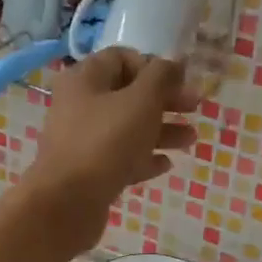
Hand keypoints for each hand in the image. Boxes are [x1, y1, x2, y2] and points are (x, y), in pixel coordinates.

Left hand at [21, 49, 198, 250]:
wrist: (67, 203)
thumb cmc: (106, 142)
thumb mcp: (141, 101)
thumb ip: (161, 77)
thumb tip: (174, 63)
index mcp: (84, 79)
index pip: (121, 58)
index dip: (153, 66)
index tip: (180, 81)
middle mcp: (79, 105)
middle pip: (127, 94)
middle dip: (164, 100)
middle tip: (194, 108)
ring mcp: (81, 140)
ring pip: (127, 128)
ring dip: (161, 130)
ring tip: (190, 140)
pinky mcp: (88, 171)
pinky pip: (120, 158)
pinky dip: (143, 158)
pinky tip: (165, 165)